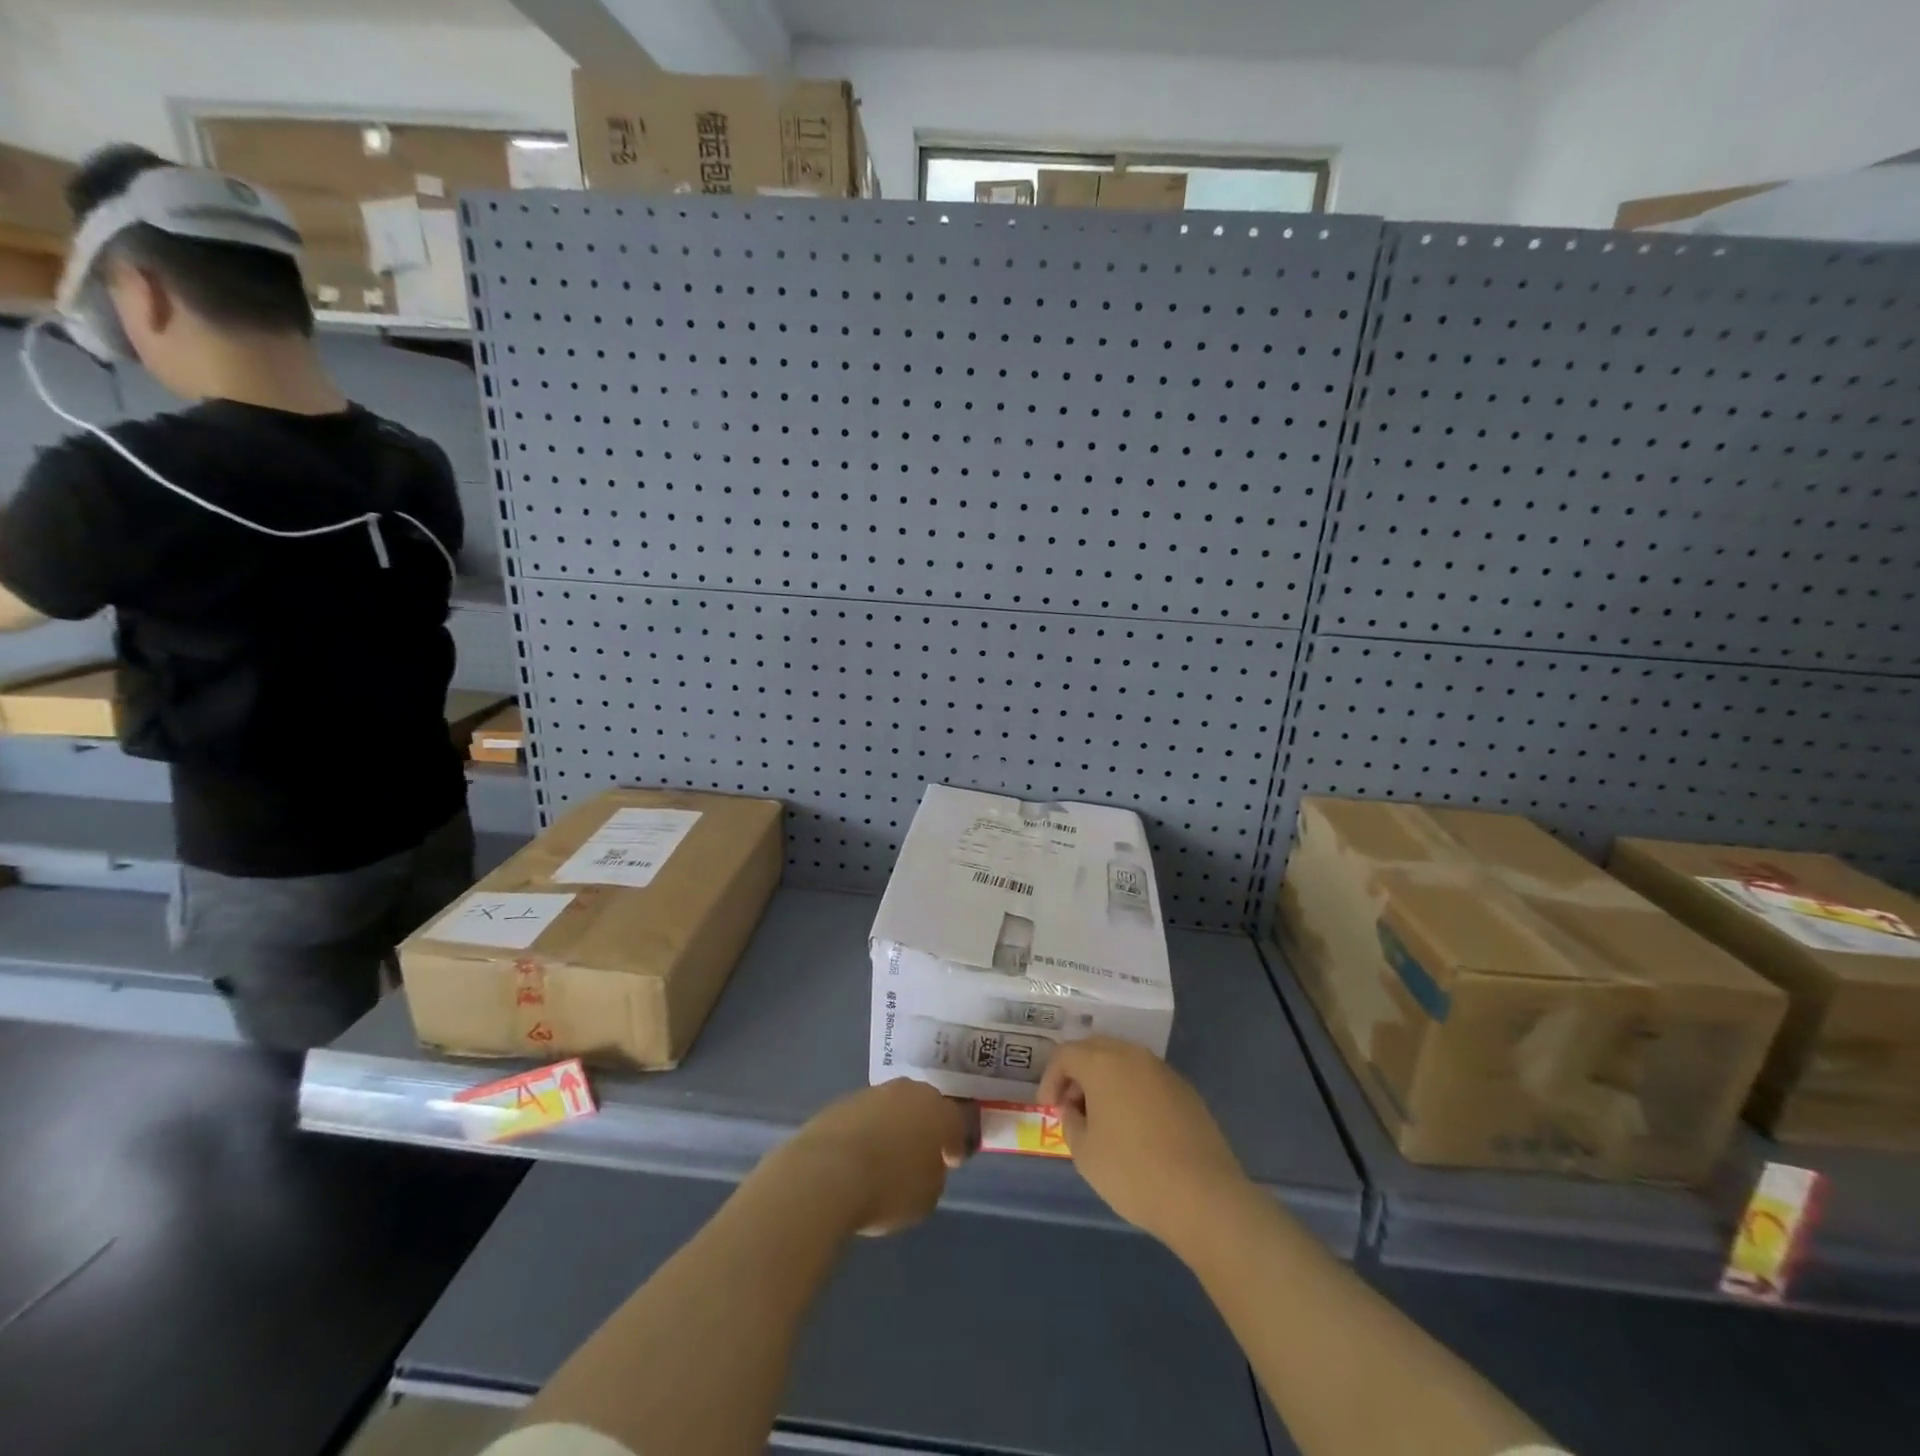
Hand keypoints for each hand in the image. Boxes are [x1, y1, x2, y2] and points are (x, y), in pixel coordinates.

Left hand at [779, 1079, 970, 1235]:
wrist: (827, 1173)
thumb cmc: (888, 1188)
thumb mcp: (927, 1196)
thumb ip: (933, 1174)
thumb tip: (925, 1164)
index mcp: (938, 1112)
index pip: (956, 1122)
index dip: (955, 1144)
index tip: (951, 1162)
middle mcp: (909, 1092)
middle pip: (923, 1105)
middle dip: (924, 1125)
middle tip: (920, 1152)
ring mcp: (873, 1093)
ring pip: (892, 1106)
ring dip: (893, 1125)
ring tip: (886, 1154)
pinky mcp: (843, 1101)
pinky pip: (864, 1116)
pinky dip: (866, 1130)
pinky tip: (859, 1154)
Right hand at [1039, 1038, 1249, 1247]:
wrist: (1203, 1196)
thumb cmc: (1132, 1172)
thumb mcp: (1085, 1154)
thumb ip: (1071, 1122)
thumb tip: (1074, 1109)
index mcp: (1102, 1063)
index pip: (1065, 1054)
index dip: (1050, 1078)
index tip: (1048, 1107)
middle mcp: (1132, 1055)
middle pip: (1095, 1049)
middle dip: (1077, 1072)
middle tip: (1071, 1106)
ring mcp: (1162, 1070)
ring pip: (1123, 1060)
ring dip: (1105, 1079)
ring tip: (1101, 1116)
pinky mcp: (1185, 1090)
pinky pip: (1147, 1078)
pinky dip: (1131, 1090)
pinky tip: (1134, 1125)